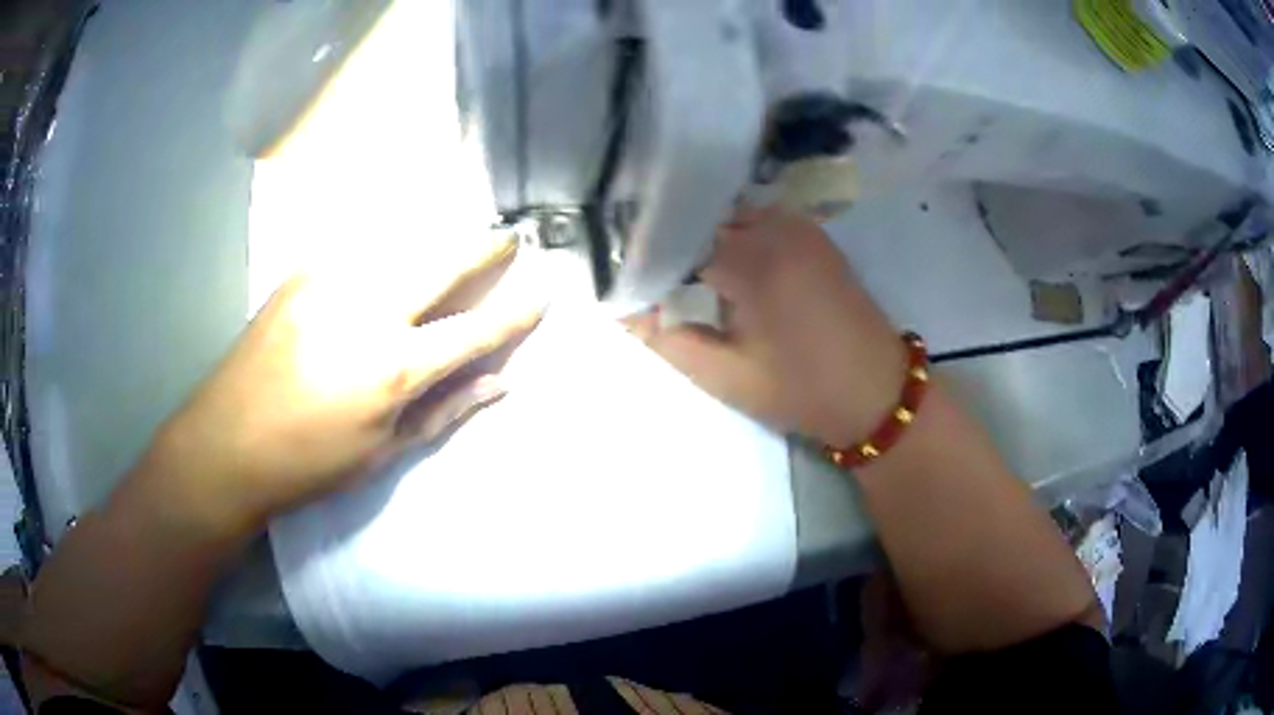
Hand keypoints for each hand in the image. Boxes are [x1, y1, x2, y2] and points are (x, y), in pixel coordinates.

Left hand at [142, 238, 542, 536]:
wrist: (228, 440)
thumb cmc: (309, 462)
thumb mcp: (383, 453)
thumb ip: (445, 411)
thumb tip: (500, 383)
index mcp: (393, 367)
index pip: (475, 329)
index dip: (517, 311)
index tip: (544, 290)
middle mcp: (368, 309)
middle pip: (444, 261)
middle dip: (485, 246)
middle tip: (510, 236)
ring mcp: (331, 281)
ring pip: (404, 240)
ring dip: (439, 237)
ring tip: (459, 238)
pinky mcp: (303, 272)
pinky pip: (361, 245)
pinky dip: (392, 243)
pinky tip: (397, 248)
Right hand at [630, 208, 905, 446]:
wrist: (878, 392)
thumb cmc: (802, 390)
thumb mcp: (724, 375)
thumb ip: (664, 338)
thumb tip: (621, 308)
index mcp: (753, 258)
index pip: (674, 234)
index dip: (642, 254)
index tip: (620, 276)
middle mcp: (774, 225)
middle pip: (699, 218)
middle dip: (668, 244)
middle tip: (644, 277)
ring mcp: (797, 225)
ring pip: (726, 216)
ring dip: (700, 240)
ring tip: (679, 273)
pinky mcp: (812, 234)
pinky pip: (755, 221)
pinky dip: (731, 237)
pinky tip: (722, 268)